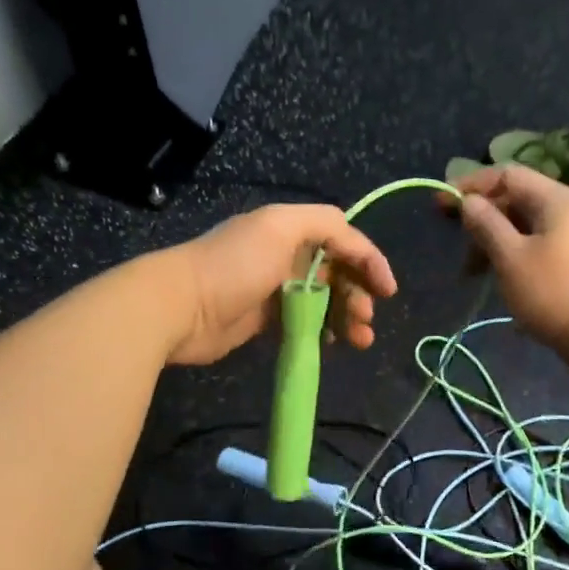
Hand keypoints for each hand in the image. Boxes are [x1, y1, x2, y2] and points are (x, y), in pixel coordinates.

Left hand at [164, 204, 398, 366]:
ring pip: (324, 301)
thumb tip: (354, 242)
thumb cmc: (234, 265)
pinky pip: (304, 322)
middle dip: (359, 295)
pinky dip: (322, 331)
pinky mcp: (263, 319)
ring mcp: (274, 288)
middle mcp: (284, 255)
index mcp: (290, 230)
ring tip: (358, 341)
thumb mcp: (280, 227)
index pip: (343, 240)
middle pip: (337, 273)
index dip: (369, 261)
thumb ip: (324, 224)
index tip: (388, 291)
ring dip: (346, 317)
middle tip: (366, 323)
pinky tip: (331, 344)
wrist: (180, 307)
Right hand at [452, 165, 568, 354]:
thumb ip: (486, 225)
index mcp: (555, 199)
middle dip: (482, 221)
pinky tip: (503, 284)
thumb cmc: (556, 293)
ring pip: (525, 228)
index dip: (471, 185)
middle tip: (461, 253)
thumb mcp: (511, 257)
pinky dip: (514, 258)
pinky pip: (538, 248)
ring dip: (495, 244)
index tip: (441, 205)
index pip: (507, 174)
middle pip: (516, 200)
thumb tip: (469, 202)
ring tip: (476, 276)